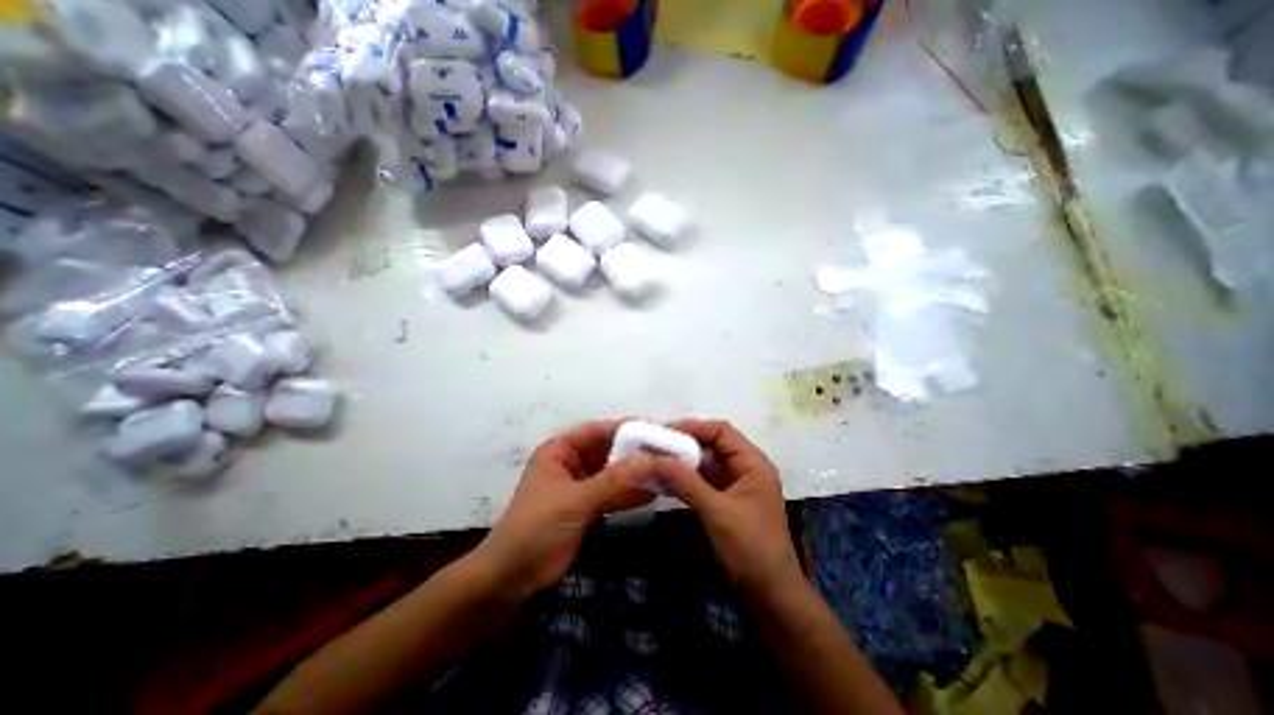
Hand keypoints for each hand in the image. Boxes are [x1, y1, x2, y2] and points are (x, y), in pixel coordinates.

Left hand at [478, 421, 655, 599]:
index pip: (598, 430)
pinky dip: (631, 494)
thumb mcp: (573, 502)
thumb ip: (612, 481)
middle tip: (669, 454)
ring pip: (613, 473)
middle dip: (636, 453)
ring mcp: (580, 486)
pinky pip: (613, 494)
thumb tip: (650, 460)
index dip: (627, 428)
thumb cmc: (534, 531)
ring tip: (667, 472)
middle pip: (609, 451)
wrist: (508, 583)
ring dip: (636, 474)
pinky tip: (653, 494)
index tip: (657, 431)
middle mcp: (572, 463)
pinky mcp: (587, 508)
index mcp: (560, 450)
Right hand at [651, 421, 797, 599]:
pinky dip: (686, 481)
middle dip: (684, 445)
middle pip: (712, 446)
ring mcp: (736, 487)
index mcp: (753, 463)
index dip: (694, 427)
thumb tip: (654, 459)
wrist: (771, 597)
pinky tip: (665, 483)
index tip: (665, 430)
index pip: (722, 432)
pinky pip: (704, 483)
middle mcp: (745, 469)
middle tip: (654, 446)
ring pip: (706, 465)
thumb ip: (686, 483)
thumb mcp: (717, 512)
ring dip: (682, 464)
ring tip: (654, 462)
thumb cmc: (751, 549)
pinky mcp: (727, 503)